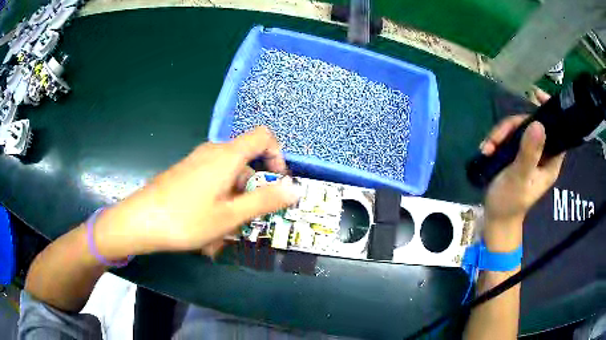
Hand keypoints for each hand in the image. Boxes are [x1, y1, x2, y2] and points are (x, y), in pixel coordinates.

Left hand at [93, 127, 299, 258]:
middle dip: (252, 193)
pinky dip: (218, 202)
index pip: (263, 137)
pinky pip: (212, 183)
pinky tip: (206, 228)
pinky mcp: (186, 173)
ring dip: (233, 203)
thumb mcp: (230, 215)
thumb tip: (295, 188)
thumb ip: (265, 200)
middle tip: (245, 222)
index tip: (277, 183)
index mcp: (227, 155)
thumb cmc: (186, 219)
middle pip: (246, 163)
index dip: (278, 156)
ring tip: (222, 233)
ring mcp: (196, 162)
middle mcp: (212, 152)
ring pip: (228, 179)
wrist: (140, 221)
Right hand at [480, 93, 564, 250]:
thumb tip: (538, 123)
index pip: (557, 131)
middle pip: (531, 125)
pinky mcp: (515, 154)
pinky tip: (486, 150)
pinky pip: (507, 137)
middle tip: (496, 139)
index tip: (537, 95)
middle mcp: (541, 154)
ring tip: (487, 148)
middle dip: (512, 127)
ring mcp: (527, 153)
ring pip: (517, 129)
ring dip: (500, 135)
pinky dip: (495, 140)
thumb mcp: (519, 178)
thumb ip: (529, 153)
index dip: (550, 112)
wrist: (494, 218)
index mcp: (550, 162)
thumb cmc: (509, 203)